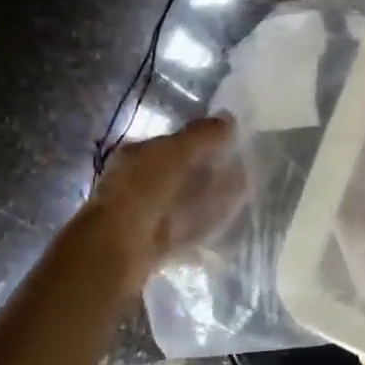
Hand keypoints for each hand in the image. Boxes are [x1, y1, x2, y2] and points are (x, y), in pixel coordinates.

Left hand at [77, 114, 245, 284]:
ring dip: (212, 197)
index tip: (227, 142)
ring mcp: (147, 214)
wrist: (121, 246)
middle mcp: (137, 182)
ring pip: (185, 201)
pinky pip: (189, 228)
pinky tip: (228, 223)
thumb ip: (203, 134)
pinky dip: (208, 224)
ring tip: (243, 193)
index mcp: (135, 155)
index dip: (199, 140)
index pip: (170, 142)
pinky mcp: (158, 242)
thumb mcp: (176, 151)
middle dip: (208, 170)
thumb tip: (229, 118)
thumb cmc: (144, 188)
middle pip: (179, 173)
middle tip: (241, 168)